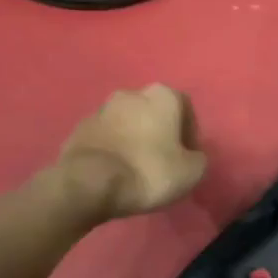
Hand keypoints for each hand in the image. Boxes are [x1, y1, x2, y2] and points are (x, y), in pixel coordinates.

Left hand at [56, 85, 207, 220]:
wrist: (90, 183)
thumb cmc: (149, 172)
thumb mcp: (192, 172)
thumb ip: (198, 158)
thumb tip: (191, 156)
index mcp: (162, 96)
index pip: (184, 107)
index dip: (190, 132)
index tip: (188, 156)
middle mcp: (130, 94)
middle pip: (153, 111)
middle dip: (160, 132)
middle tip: (164, 160)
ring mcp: (101, 109)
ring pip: (127, 123)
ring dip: (135, 139)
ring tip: (137, 167)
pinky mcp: (79, 129)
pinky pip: (105, 137)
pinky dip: (114, 149)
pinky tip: (116, 171)